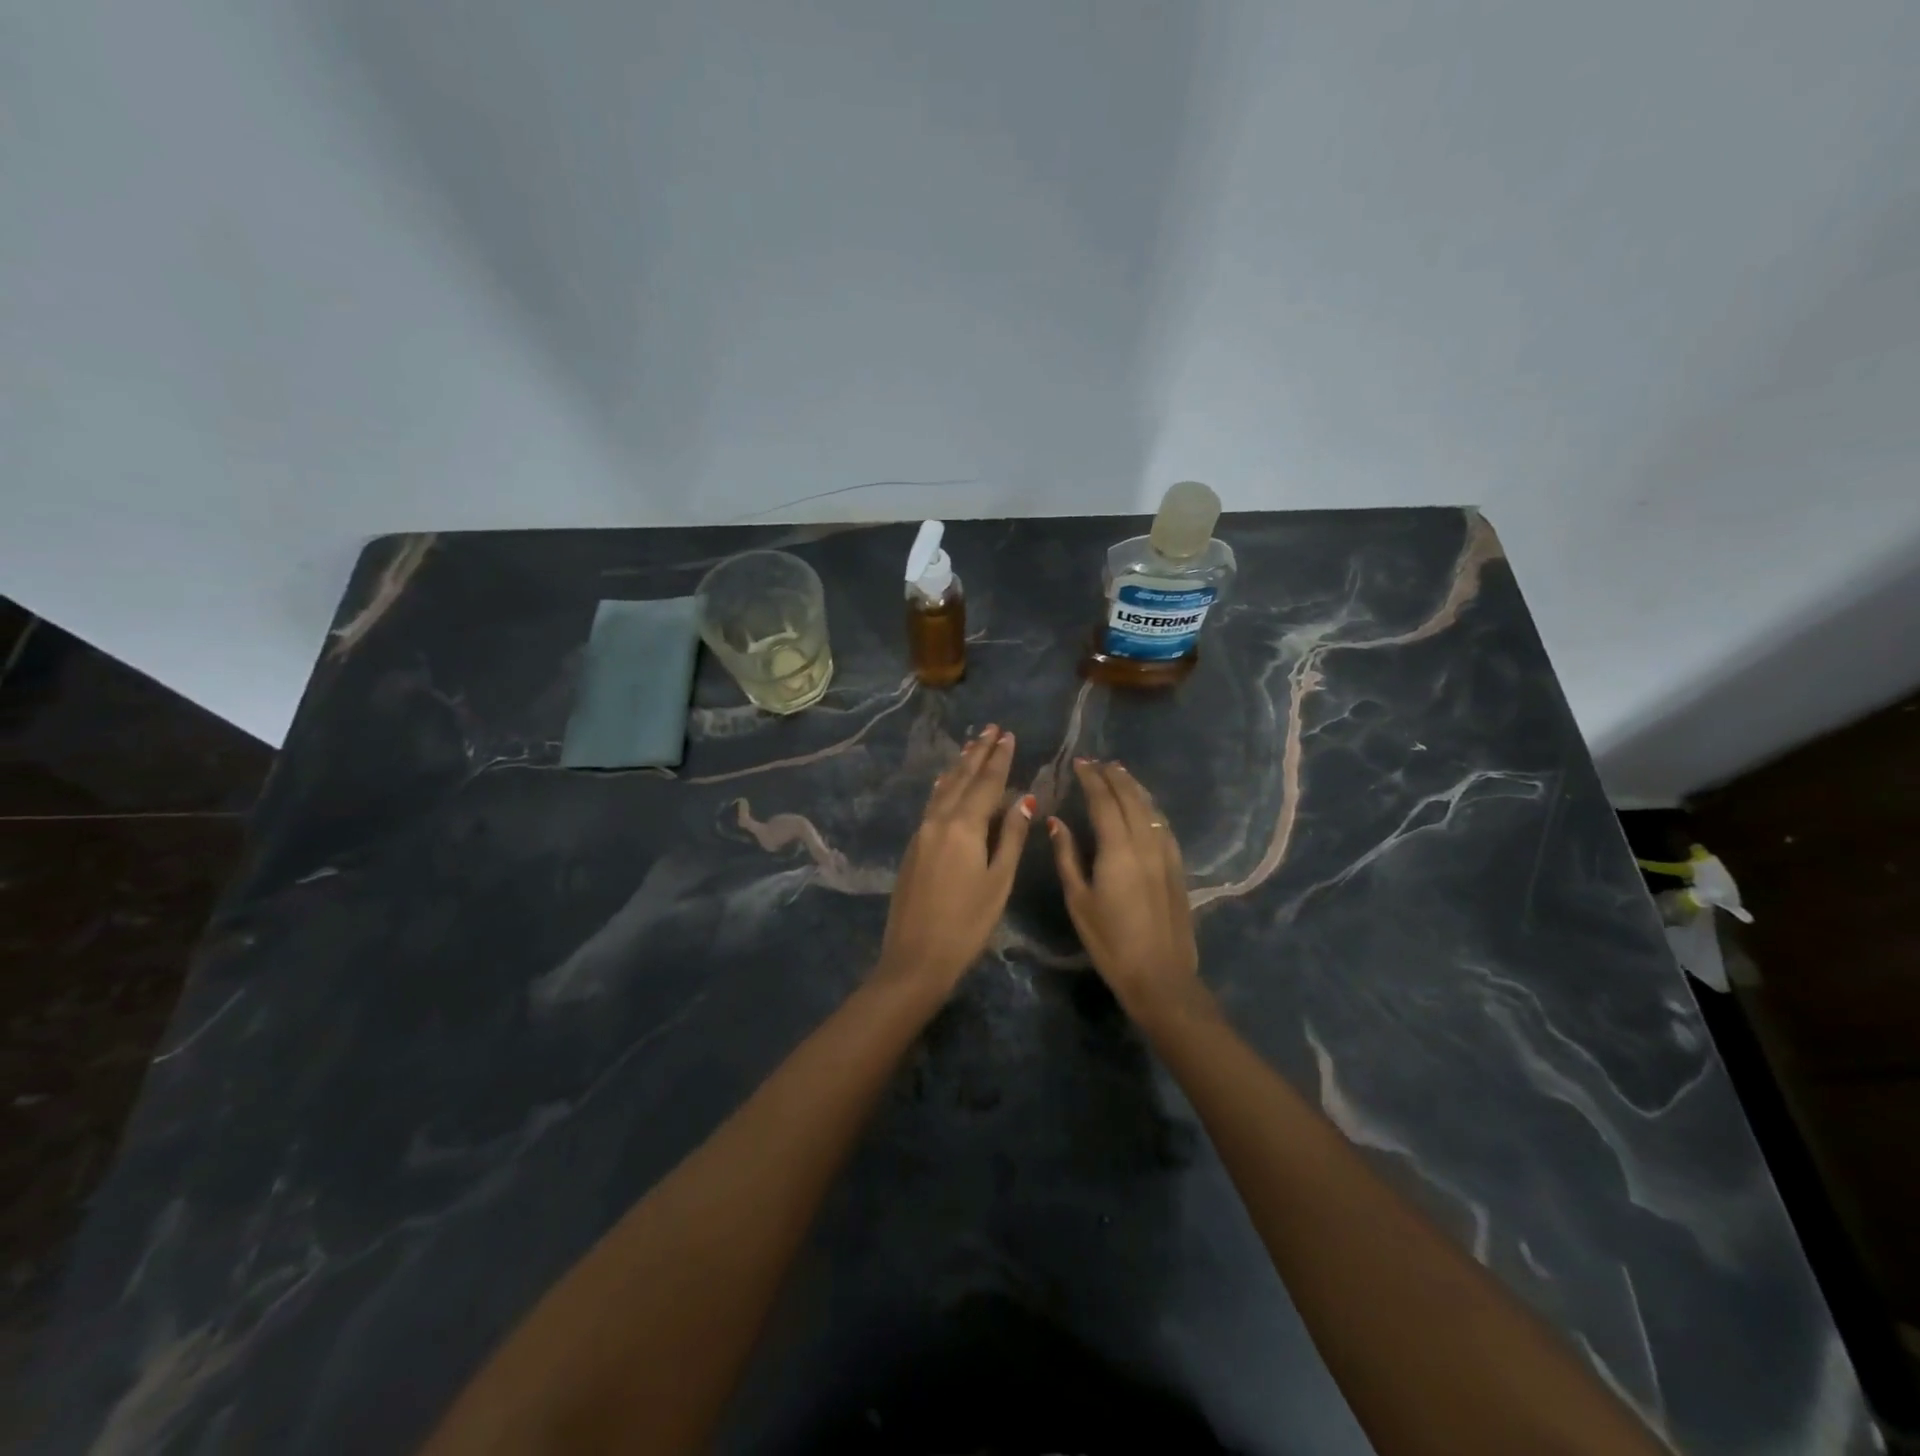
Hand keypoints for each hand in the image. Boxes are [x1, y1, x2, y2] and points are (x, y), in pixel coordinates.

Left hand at [876, 725, 1033, 998]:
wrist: (915, 957)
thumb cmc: (967, 924)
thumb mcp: (999, 881)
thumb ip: (1012, 837)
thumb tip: (1025, 800)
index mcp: (964, 827)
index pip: (986, 783)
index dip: (999, 759)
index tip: (1009, 735)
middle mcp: (939, 821)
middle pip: (961, 779)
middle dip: (978, 753)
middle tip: (991, 728)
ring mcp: (922, 833)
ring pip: (944, 789)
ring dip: (959, 766)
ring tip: (972, 745)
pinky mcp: (914, 847)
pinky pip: (933, 804)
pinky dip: (945, 787)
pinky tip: (947, 783)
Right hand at [1048, 759, 1203, 1024]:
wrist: (1160, 976)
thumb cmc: (1110, 942)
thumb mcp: (1079, 901)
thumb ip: (1067, 857)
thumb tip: (1057, 822)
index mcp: (1118, 850)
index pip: (1104, 801)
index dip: (1092, 779)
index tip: (1080, 763)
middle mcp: (1145, 843)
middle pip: (1130, 799)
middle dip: (1113, 777)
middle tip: (1098, 762)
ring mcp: (1166, 854)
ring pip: (1150, 809)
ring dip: (1134, 787)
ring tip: (1120, 773)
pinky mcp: (1177, 867)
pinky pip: (1162, 825)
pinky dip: (1150, 807)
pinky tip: (1144, 807)